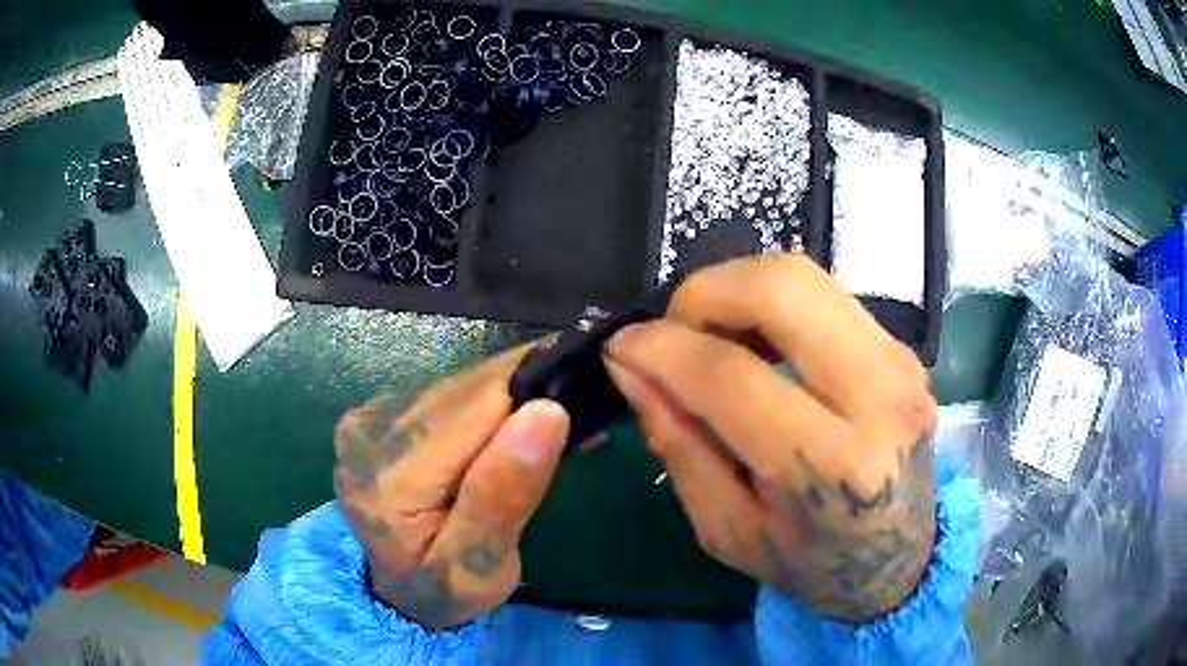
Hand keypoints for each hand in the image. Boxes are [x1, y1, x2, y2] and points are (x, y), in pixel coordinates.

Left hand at [333, 344, 569, 629]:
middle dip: (522, 400)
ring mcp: (369, 415)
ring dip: (504, 402)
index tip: (580, 409)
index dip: (532, 397)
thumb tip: (546, 413)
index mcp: (393, 470)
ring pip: (459, 383)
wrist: (398, 590)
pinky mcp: (379, 411)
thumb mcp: (480, 566)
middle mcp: (371, 427)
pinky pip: (444, 392)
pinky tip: (501, 434)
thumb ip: (503, 496)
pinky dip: (482, 406)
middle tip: (570, 428)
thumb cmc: (444, 587)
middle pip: (467, 387)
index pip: (478, 403)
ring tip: (540, 434)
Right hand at [604, 254, 936, 621]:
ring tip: (712, 337)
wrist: (900, 558)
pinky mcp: (903, 349)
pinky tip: (757, 343)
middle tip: (673, 332)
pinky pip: (824, 295)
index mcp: (830, 468)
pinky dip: (773, 304)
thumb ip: (677, 444)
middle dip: (704, 294)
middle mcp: (878, 399)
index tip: (621, 346)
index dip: (662, 349)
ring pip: (804, 276)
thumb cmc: (809, 561)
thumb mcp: (725, 529)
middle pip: (781, 289)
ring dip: (738, 291)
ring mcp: (900, 364)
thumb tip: (630, 365)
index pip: (731, 377)